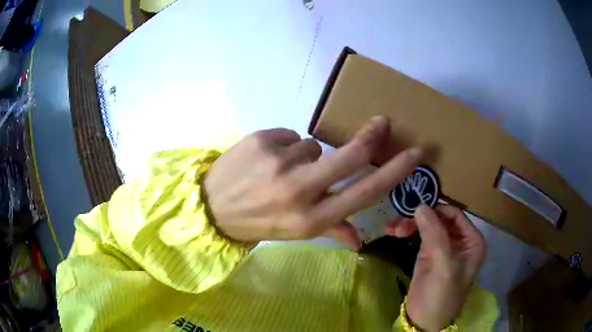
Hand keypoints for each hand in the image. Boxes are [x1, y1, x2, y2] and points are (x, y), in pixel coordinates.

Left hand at [203, 116, 422, 248]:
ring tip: (281, 170)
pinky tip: (265, 161)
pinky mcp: (262, 140)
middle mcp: (300, 190)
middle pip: (351, 155)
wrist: (211, 207)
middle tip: (381, 122)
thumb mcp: (294, 233)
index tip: (414, 154)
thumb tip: (360, 242)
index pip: (366, 192)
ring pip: (313, 145)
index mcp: (312, 219)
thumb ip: (331, 231)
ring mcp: (279, 162)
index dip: (395, 171)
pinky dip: (283, 147)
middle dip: (372, 135)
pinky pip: (289, 136)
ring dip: (305, 155)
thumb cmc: (256, 223)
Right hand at [387, 205, 485, 330]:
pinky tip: (393, 232)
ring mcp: (443, 247)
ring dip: (410, 224)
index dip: (436, 210)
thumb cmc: (442, 295)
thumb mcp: (443, 265)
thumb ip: (434, 234)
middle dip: (420, 219)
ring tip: (391, 228)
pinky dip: (407, 232)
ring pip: (428, 225)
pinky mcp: (428, 254)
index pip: (455, 215)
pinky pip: (419, 236)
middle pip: (440, 219)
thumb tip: (419, 206)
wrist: (424, 321)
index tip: (414, 209)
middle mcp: (460, 241)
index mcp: (472, 241)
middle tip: (398, 223)